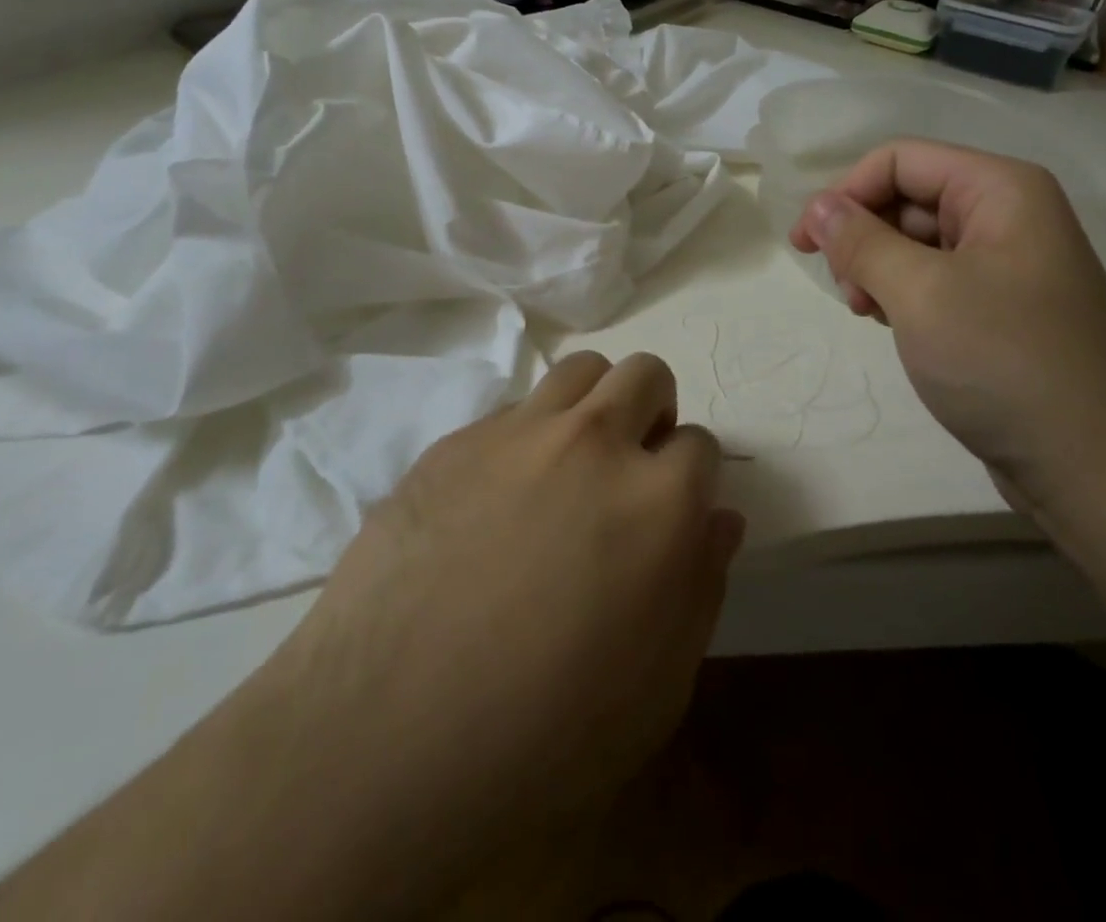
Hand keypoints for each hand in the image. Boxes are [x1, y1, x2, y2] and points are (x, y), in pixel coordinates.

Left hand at [274, 351, 742, 901]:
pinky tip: (497, 498)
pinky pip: (512, 410)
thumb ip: (702, 585)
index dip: (692, 479)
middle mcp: (595, 443)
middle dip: (654, 411)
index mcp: (657, 499)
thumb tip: (719, 519)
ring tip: (572, 461)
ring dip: (594, 403)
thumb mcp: (659, 685)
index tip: (673, 511)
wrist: (386, 737)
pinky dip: (527, 437)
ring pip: (581, 370)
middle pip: (646, 375)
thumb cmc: (546, 733)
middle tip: (631, 468)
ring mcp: (519, 433)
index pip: (700, 445)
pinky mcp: (456, 442)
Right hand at [789, 139, 1105, 525]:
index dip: (846, 192)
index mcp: (1000, 190)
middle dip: (864, 236)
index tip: (806, 244)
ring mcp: (1009, 264)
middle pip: (909, 197)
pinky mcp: (1004, 308)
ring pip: (917, 241)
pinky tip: (893, 326)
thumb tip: (818, 206)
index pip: (900, 160)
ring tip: (868, 313)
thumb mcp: (920, 293)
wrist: (1095, 468)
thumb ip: (860, 241)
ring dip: (879, 268)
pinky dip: (904, 294)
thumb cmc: (1004, 361)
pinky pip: (938, 279)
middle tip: (846, 291)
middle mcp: (1009, 215)